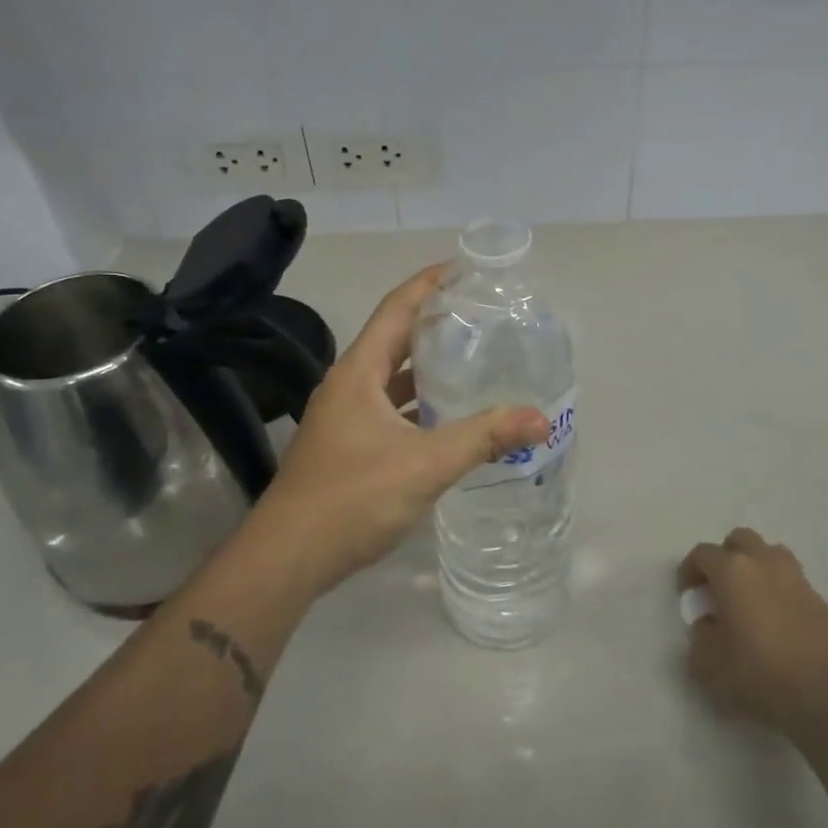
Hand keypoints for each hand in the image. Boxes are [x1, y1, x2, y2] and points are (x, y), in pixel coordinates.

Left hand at [244, 265, 548, 597]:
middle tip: (483, 316)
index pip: (396, 309)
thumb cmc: (352, 498)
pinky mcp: (348, 447)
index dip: (429, 283)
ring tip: (474, 360)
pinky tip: (450, 419)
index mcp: (359, 373)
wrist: (287, 559)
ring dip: (429, 368)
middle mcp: (348, 387)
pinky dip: (420, 405)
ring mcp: (344, 418)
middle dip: (436, 323)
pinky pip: (391, 410)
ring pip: (393, 379)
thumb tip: (540, 419)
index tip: (466, 269)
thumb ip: (484, 438)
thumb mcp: (425, 464)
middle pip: (395, 339)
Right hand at [677, 528, 827, 735]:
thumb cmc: (755, 672)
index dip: (689, 570)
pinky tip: (778, 620)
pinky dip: (780, 591)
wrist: (819, 694)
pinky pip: (793, 582)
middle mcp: (764, 562)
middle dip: (725, 556)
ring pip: (771, 553)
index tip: (687, 592)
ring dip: (756, 566)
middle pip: (740, 539)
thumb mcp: (706, 662)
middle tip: (719, 586)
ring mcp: (796, 578)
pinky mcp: (819, 599)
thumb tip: (709, 623)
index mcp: (732, 571)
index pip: (702, 553)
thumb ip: (699, 634)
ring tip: (751, 596)